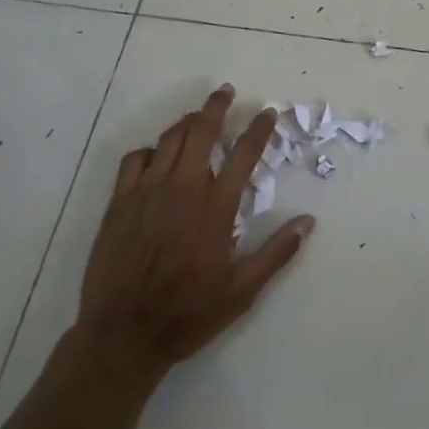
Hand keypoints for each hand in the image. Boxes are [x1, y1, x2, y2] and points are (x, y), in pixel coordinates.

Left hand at [72, 85, 313, 390]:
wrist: (124, 335)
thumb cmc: (188, 314)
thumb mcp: (242, 291)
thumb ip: (277, 253)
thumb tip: (308, 221)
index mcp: (215, 207)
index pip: (244, 154)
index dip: (258, 129)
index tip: (267, 113)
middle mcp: (183, 189)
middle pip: (202, 131)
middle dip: (216, 106)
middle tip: (225, 92)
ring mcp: (147, 192)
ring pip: (169, 139)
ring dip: (186, 123)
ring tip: (197, 118)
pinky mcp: (120, 202)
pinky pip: (135, 160)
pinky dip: (150, 150)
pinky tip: (156, 156)